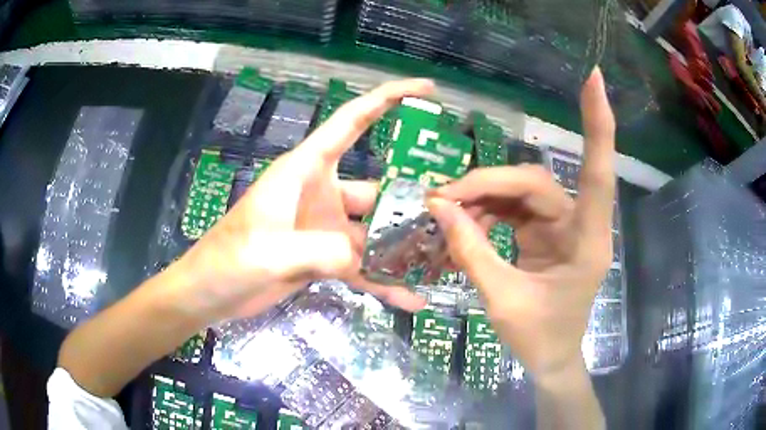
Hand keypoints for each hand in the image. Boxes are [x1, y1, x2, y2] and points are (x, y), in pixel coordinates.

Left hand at [174, 79, 431, 323]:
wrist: (210, 293)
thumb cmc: (229, 259)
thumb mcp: (271, 250)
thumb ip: (323, 250)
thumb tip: (370, 256)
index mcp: (307, 170)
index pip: (352, 121)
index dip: (388, 98)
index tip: (426, 89)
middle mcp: (321, 193)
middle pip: (377, 189)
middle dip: (411, 203)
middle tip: (450, 219)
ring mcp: (324, 228)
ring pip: (374, 233)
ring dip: (401, 249)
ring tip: (439, 262)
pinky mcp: (323, 258)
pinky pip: (362, 268)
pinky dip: (384, 281)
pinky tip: (411, 298)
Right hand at [427, 69, 615, 378]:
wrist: (551, 359)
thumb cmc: (539, 338)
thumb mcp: (503, 301)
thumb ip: (472, 253)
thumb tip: (439, 209)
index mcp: (587, 241)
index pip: (597, 172)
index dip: (598, 125)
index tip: (594, 79)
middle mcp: (580, 224)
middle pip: (533, 183)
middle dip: (487, 186)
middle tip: (442, 199)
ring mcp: (563, 226)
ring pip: (521, 191)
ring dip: (483, 198)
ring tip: (448, 214)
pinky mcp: (548, 232)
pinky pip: (514, 208)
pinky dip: (487, 212)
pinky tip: (464, 224)